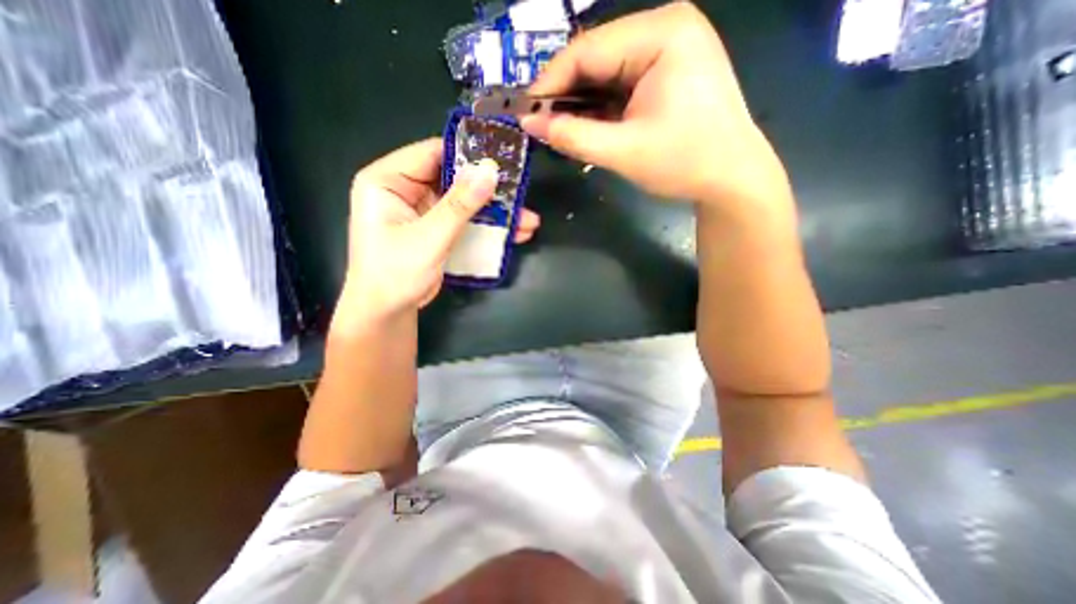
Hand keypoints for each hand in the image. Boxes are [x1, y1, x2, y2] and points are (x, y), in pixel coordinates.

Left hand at [335, 136, 538, 327]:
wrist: (388, 312)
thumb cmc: (395, 274)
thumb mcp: (429, 237)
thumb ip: (459, 205)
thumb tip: (489, 172)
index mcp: (388, 180)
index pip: (432, 153)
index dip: (467, 155)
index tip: (503, 161)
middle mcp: (405, 189)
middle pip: (454, 179)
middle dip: (489, 190)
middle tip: (522, 194)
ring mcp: (423, 211)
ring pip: (465, 202)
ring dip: (495, 212)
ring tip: (527, 220)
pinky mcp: (437, 229)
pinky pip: (466, 220)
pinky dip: (488, 227)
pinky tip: (515, 233)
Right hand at [523, 3, 787, 206]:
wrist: (731, 179)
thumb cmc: (684, 163)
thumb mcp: (623, 151)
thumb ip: (573, 136)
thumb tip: (529, 124)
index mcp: (662, 34)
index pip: (588, 49)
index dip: (550, 82)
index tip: (525, 112)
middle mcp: (665, 30)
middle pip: (597, 59)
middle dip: (566, 95)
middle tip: (540, 126)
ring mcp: (668, 51)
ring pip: (606, 74)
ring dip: (581, 104)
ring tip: (559, 130)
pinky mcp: (666, 75)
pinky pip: (621, 86)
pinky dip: (600, 109)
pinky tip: (586, 127)